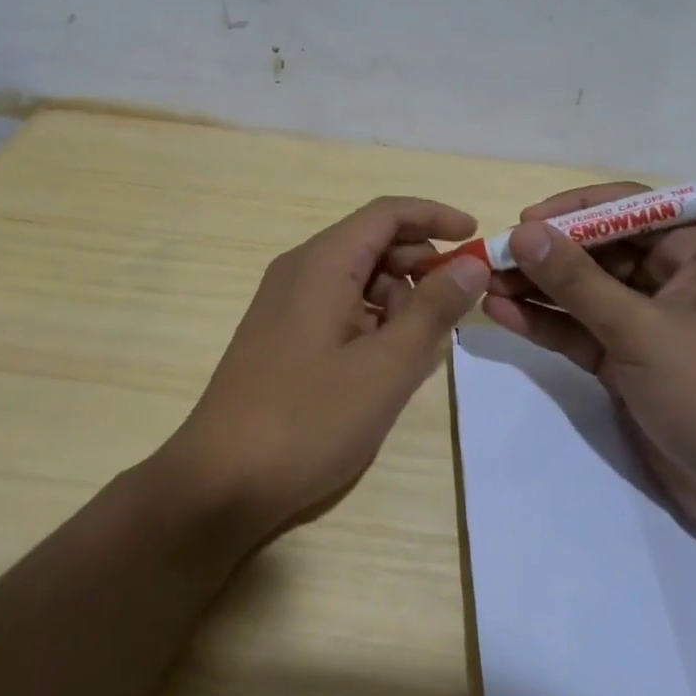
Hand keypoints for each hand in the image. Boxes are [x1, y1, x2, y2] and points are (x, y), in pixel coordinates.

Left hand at [160, 197, 489, 546]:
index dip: (434, 216)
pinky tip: (387, 362)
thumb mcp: (386, 367)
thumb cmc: (308, 419)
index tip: (476, 237)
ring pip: (356, 278)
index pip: (387, 214)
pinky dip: (371, 320)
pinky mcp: (280, 334)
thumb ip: (433, 310)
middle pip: (371, 243)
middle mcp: (299, 270)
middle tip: (457, 305)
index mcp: (322, 263)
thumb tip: (471, 265)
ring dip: (397, 298)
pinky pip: (337, 306)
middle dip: (420, 263)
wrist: (219, 482)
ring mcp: (285, 303)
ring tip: (422, 346)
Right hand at [479, 183, 695, 538]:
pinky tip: (502, 314)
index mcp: (695, 253)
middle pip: (597, 250)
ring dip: (536, 288)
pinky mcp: (626, 360)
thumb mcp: (640, 331)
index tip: (524, 222)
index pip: (627, 209)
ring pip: (582, 291)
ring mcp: (646, 321)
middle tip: (491, 258)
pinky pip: (579, 329)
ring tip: (485, 284)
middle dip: (545, 254)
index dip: (574, 210)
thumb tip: (522, 233)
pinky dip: (544, 323)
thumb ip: (577, 281)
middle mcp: (670, 278)